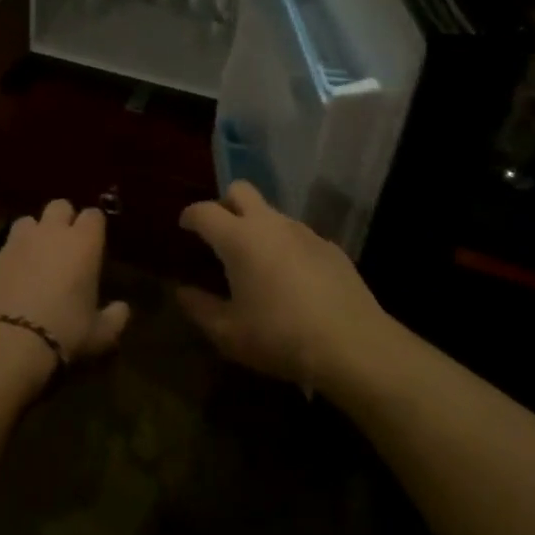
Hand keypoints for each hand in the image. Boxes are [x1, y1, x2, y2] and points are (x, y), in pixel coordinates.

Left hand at [0, 200, 130, 380]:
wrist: (4, 345)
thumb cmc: (63, 335)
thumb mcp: (99, 336)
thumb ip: (114, 318)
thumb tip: (123, 310)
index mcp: (82, 243)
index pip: (94, 216)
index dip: (94, 227)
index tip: (94, 244)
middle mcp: (49, 232)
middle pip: (59, 206)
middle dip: (63, 220)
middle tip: (65, 246)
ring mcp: (14, 243)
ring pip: (26, 222)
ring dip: (32, 236)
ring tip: (33, 261)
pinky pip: (0, 252)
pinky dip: (5, 263)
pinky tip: (6, 286)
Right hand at [176, 182, 395, 392]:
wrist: (353, 344)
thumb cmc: (280, 337)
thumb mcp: (230, 334)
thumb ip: (200, 309)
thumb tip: (182, 292)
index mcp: (239, 238)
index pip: (205, 211)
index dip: (190, 215)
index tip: (185, 225)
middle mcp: (269, 224)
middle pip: (240, 190)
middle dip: (225, 203)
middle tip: (220, 232)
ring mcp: (303, 231)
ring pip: (271, 213)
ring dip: (258, 227)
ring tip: (257, 263)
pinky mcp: (329, 246)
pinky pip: (298, 236)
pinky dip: (286, 247)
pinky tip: (292, 280)